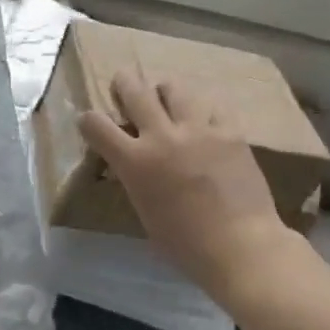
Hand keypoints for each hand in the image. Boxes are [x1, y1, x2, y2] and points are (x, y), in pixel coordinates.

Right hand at [78, 73, 295, 302]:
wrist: (241, 246)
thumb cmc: (186, 245)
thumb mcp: (146, 212)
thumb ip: (136, 180)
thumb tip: (133, 166)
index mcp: (135, 162)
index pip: (97, 125)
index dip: (88, 120)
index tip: (90, 122)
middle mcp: (162, 136)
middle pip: (135, 91)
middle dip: (124, 83)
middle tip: (123, 83)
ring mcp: (198, 129)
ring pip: (175, 89)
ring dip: (165, 92)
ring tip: (168, 98)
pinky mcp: (230, 131)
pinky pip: (213, 107)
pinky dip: (204, 111)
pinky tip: (206, 121)